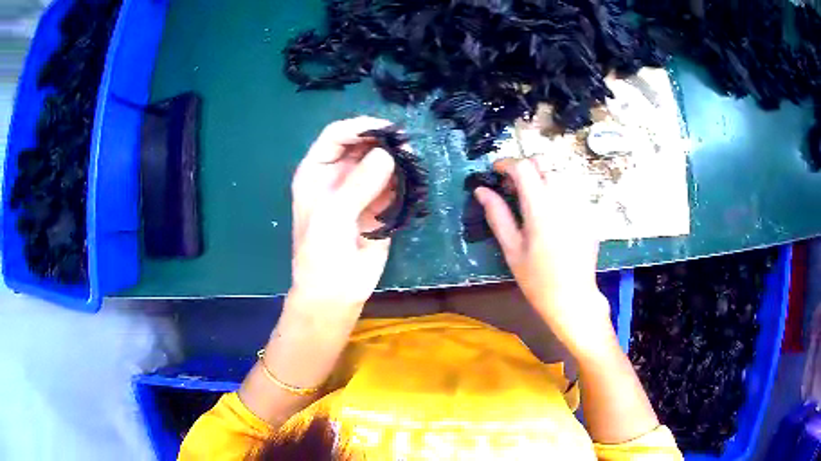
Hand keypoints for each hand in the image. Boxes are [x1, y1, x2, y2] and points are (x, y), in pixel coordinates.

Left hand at [289, 117, 396, 322]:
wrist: (335, 291)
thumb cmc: (321, 252)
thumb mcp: (333, 214)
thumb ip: (359, 183)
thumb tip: (388, 154)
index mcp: (317, 171)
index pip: (337, 135)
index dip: (360, 127)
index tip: (387, 129)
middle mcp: (338, 175)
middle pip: (362, 144)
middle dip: (383, 141)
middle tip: (408, 145)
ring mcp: (360, 189)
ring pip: (381, 162)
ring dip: (398, 159)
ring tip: (415, 161)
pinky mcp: (380, 205)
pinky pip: (394, 183)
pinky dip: (405, 179)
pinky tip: (415, 179)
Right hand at [474, 156, 613, 356]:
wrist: (574, 298)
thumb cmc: (538, 280)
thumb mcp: (512, 250)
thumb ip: (497, 215)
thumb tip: (481, 190)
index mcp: (540, 208)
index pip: (523, 167)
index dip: (506, 163)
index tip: (495, 172)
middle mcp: (563, 199)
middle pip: (542, 164)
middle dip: (524, 168)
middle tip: (512, 188)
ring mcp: (579, 205)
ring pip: (558, 174)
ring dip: (540, 178)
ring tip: (531, 201)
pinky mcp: (588, 213)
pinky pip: (570, 189)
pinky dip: (555, 191)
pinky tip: (551, 214)